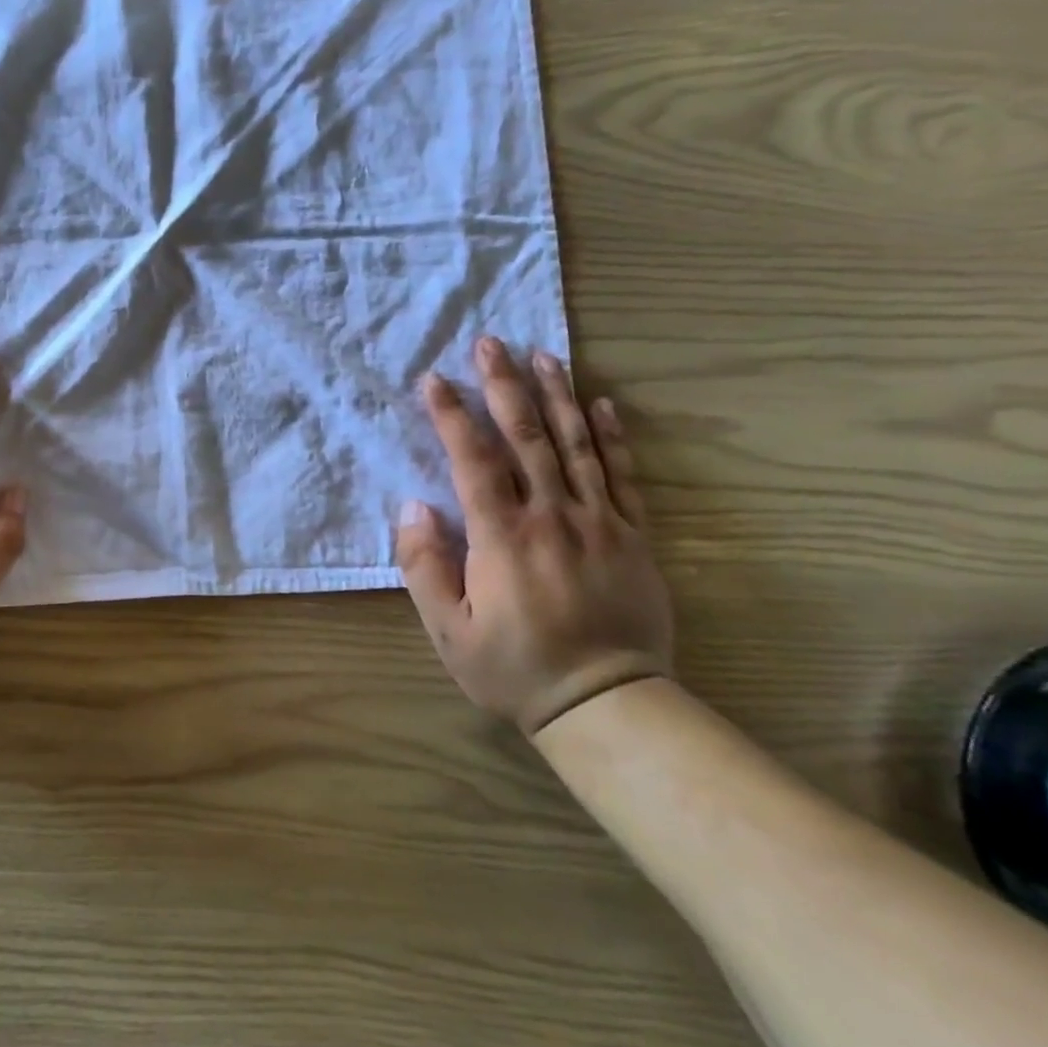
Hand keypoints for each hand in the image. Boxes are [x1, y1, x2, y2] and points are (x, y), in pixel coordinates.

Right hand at [395, 337, 672, 735]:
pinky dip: (611, 436)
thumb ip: (425, 567)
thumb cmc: (514, 668)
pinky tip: (601, 404)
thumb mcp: (447, 630)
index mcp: (503, 536)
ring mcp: (600, 522)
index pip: (474, 460)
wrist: (607, 703)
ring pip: (576, 445)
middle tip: (490, 343)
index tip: (434, 380)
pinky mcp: (633, 536)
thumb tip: (414, 508)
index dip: (452, 416)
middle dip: (504, 386)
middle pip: (527, 437)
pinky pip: (623, 475)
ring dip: (557, 395)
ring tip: (542, 355)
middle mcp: (553, 516)